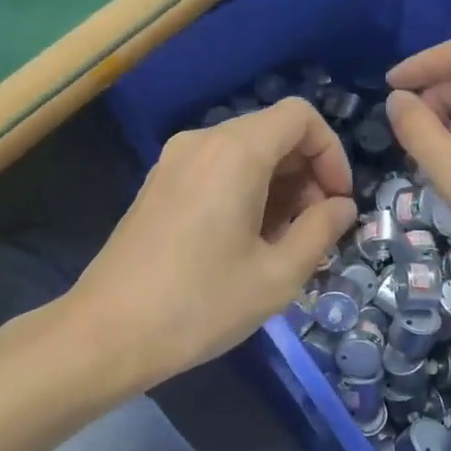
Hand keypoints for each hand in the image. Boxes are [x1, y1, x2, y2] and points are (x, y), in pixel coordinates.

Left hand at [67, 98, 357, 394]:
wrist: (108, 333)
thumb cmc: (201, 304)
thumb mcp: (277, 275)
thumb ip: (320, 231)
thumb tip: (342, 206)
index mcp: (235, 152)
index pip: (300, 117)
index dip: (331, 153)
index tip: (337, 203)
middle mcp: (202, 142)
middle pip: (272, 132)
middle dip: (306, 174)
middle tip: (314, 230)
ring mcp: (174, 161)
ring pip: (244, 152)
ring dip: (276, 186)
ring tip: (281, 244)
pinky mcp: (158, 184)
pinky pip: (215, 169)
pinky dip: (244, 190)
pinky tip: (244, 242)